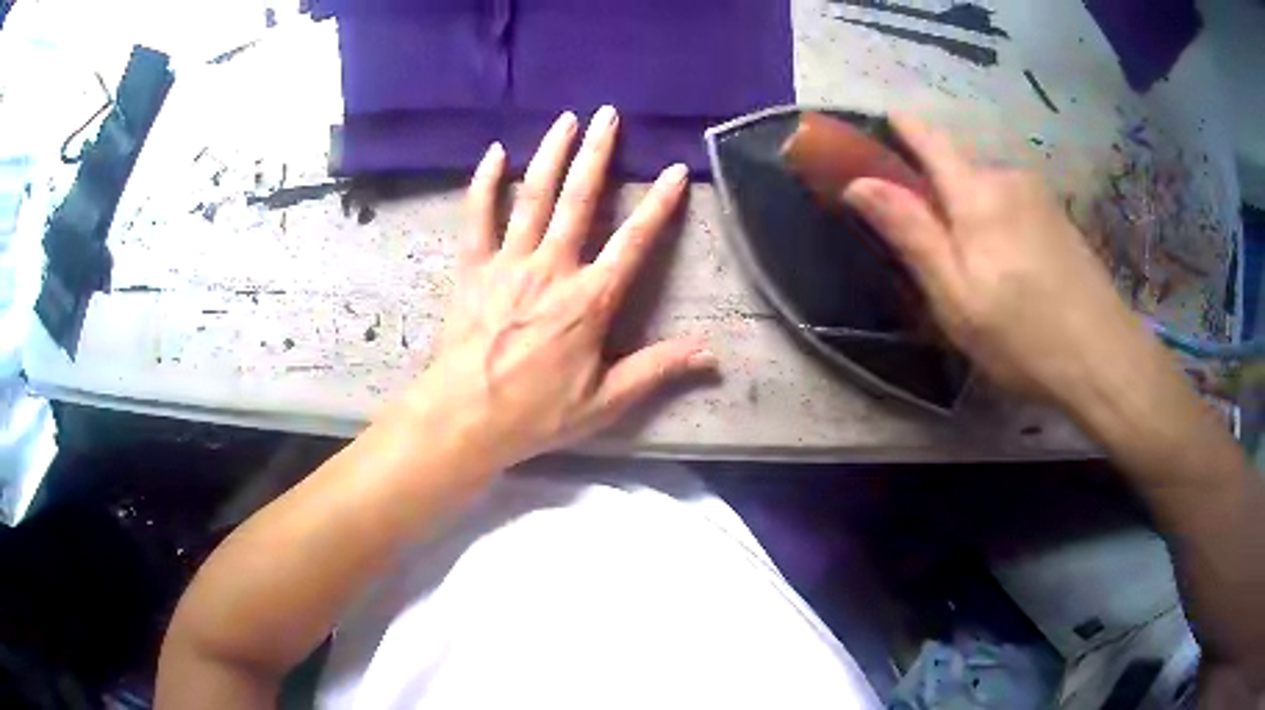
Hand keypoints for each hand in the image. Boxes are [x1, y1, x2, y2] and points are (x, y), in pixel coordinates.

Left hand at [407, 107, 715, 467]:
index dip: (659, 204)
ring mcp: (508, 263)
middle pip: (579, 200)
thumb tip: (712, 354)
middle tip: (608, 114)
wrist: (465, 416)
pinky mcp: (473, 268)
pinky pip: (477, 216)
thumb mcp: (605, 401)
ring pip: (533, 197)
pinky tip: (494, 153)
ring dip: (551, 154)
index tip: (676, 170)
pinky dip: (484, 183)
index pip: (634, 242)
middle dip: (598, 153)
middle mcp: (552, 268)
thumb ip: (657, 370)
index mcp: (590, 300)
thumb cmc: (536, 412)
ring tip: (566, 119)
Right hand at [842, 115, 1155, 407]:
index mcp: (977, 193)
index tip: (881, 123)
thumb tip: (859, 182)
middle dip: (938, 193)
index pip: (929, 139)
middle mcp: (1008, 178)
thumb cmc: (1023, 336)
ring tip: (978, 272)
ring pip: (987, 191)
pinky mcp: (1059, 218)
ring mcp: (1040, 196)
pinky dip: (999, 225)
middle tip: (933, 252)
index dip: (902, 126)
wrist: (1106, 359)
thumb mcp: (956, 297)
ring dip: (972, 214)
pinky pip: (1014, 206)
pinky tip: (1013, 272)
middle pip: (959, 169)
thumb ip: (911, 233)